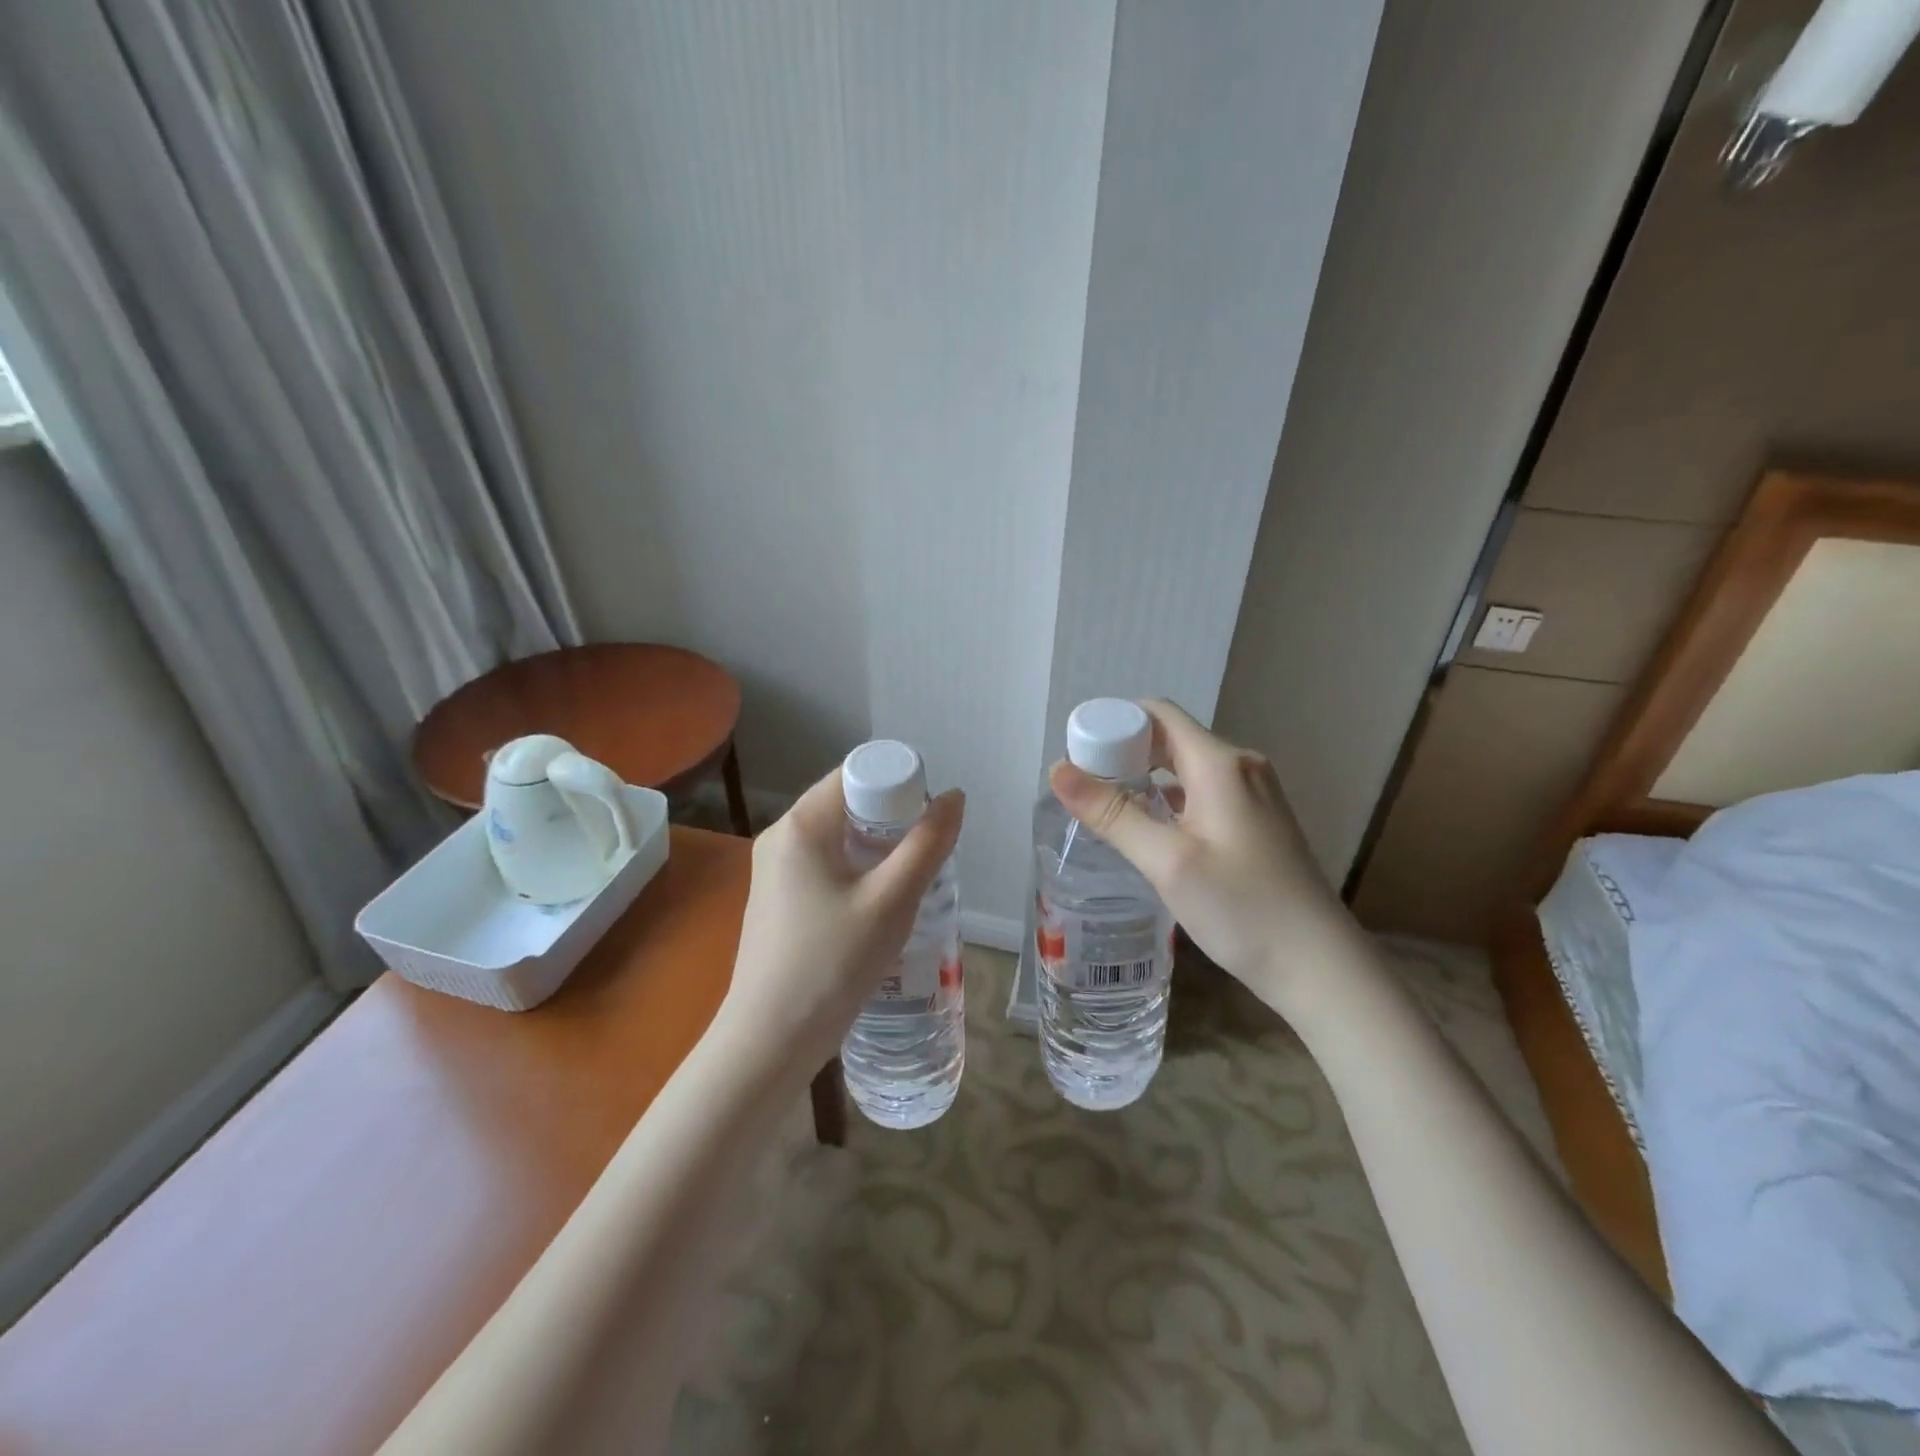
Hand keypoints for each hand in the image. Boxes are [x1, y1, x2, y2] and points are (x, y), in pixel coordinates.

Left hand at [717, 767, 964, 1079]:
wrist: (769, 1041)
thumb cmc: (832, 964)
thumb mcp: (891, 902)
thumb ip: (927, 845)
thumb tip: (954, 797)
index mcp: (801, 824)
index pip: (855, 774)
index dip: (899, 784)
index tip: (931, 818)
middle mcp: (781, 836)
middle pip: (847, 804)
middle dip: (893, 819)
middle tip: (929, 851)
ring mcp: (774, 870)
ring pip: (838, 837)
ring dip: (877, 848)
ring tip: (912, 879)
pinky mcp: (777, 900)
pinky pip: (825, 865)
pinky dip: (857, 870)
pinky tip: (880, 904)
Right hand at [1048, 699, 1359, 1004]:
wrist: (1318, 965)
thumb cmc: (1242, 908)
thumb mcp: (1168, 861)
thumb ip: (1112, 813)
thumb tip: (1057, 770)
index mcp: (1220, 763)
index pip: (1159, 713)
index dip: (1115, 722)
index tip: (1078, 751)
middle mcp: (1240, 766)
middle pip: (1171, 738)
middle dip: (1124, 752)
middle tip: (1083, 784)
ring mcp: (1253, 794)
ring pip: (1186, 767)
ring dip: (1145, 777)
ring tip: (1105, 806)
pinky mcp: (1257, 821)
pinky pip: (1202, 792)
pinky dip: (1169, 798)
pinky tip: (1148, 828)